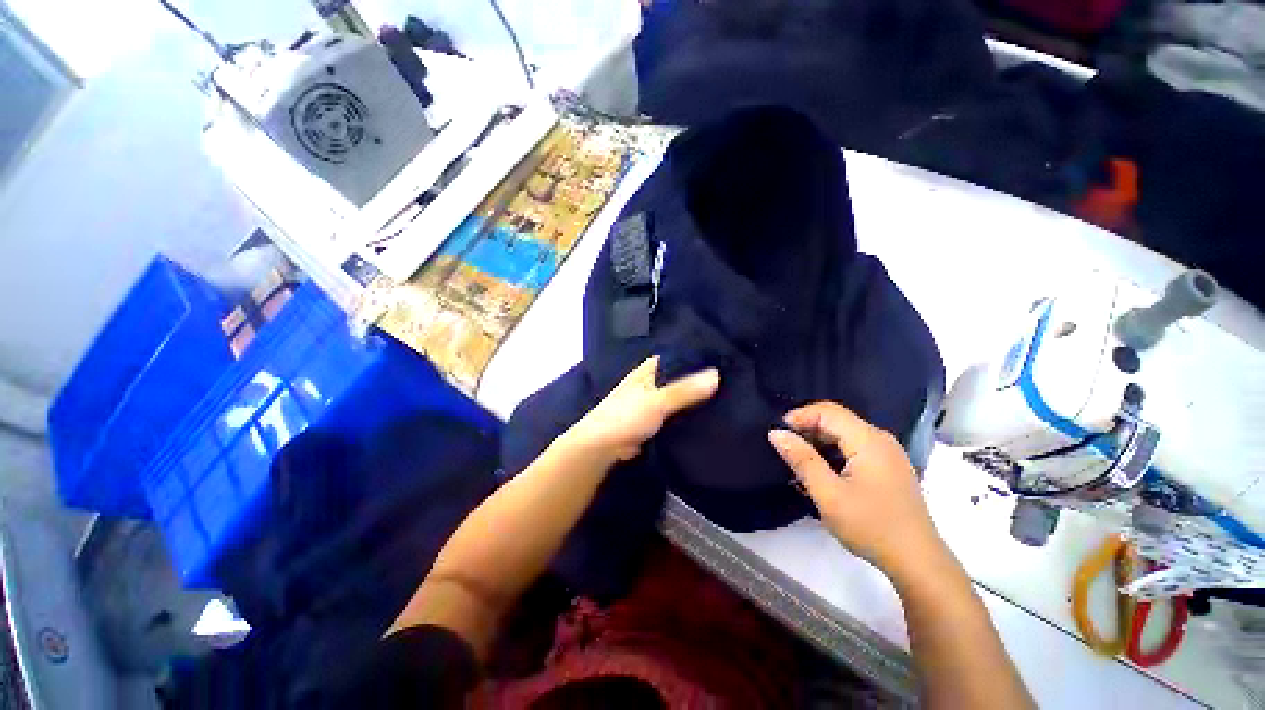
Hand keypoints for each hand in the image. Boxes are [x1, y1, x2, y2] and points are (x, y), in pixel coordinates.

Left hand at [565, 356, 719, 464]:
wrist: (601, 447)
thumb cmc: (625, 417)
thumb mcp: (658, 401)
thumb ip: (685, 390)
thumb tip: (717, 375)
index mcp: (648, 370)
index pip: (676, 357)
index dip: (697, 357)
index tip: (723, 359)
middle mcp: (649, 382)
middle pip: (678, 377)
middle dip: (698, 380)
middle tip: (728, 381)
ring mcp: (650, 402)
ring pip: (676, 396)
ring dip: (692, 399)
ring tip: (723, 397)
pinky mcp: (651, 421)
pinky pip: (673, 414)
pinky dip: (685, 415)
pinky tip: (705, 418)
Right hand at [767, 402, 945, 581]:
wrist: (917, 561)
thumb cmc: (871, 526)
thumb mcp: (829, 494)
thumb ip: (802, 460)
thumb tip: (776, 433)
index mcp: (869, 440)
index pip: (828, 411)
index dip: (800, 416)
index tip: (779, 434)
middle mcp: (881, 439)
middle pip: (837, 419)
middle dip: (808, 429)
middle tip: (786, 449)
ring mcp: (888, 453)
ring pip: (845, 433)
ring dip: (819, 441)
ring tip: (800, 460)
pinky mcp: (889, 466)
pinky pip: (855, 446)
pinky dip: (834, 451)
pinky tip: (823, 470)